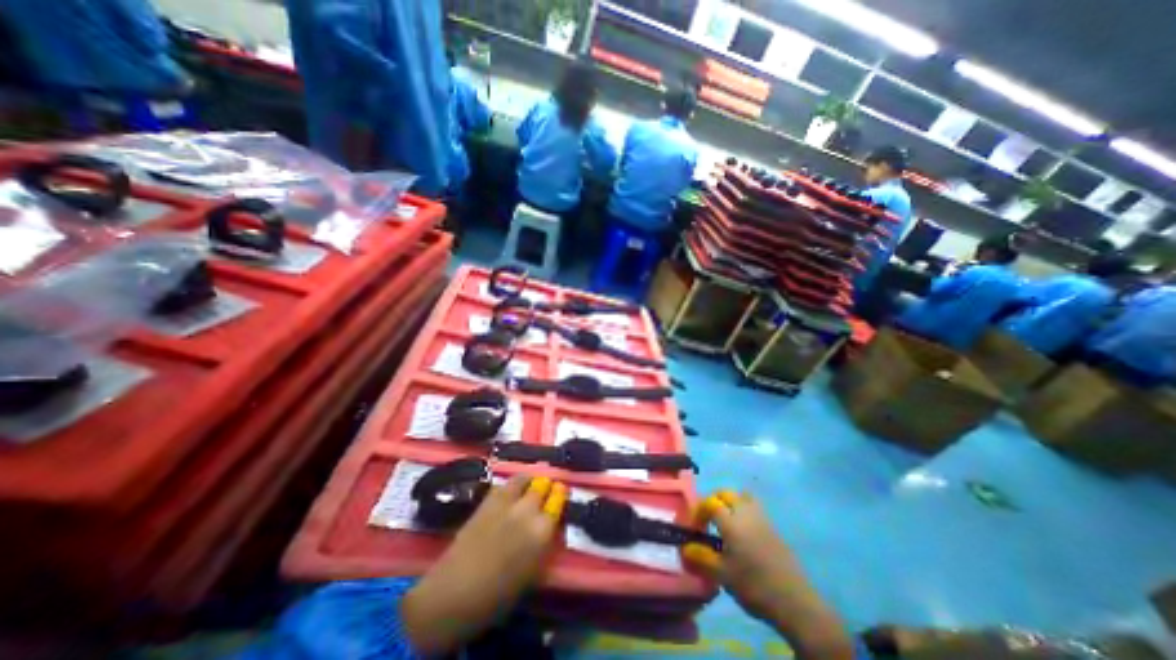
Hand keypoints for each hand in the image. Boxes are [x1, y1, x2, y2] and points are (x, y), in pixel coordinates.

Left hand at [404, 477, 570, 658]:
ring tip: (530, 486)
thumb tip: (550, 527)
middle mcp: (527, 510)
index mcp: (542, 531)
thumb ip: (545, 545)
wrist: (455, 593)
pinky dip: (511, 485)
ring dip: (530, 481)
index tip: (561, 494)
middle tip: (547, 489)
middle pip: (543, 485)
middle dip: (547, 486)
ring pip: (524, 478)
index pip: (559, 501)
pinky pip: (504, 484)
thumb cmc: (497, 595)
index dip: (561, 495)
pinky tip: (510, 493)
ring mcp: (506, 502)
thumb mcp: (532, 574)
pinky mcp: (487, 500)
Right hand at [681, 490, 856, 658]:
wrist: (795, 602)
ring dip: (732, 502)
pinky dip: (745, 511)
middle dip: (714, 501)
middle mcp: (745, 513)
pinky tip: (744, 533)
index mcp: (731, 521)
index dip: (699, 511)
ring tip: (727, 521)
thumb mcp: (722, 575)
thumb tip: (685, 548)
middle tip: (709, 520)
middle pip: (726, 493)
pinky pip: (755, 508)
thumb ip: (701, 558)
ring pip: (743, 496)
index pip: (710, 503)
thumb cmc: (753, 585)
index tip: (695, 527)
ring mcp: (762, 518)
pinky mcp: (774, 528)